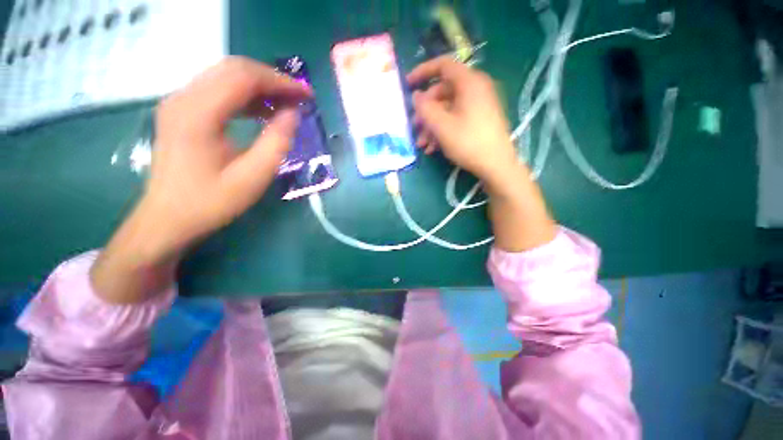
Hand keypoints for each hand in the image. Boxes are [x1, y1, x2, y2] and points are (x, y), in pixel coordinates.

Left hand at [91, 57, 310, 302]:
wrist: (168, 218)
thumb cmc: (210, 202)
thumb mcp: (252, 178)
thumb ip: (276, 143)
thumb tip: (293, 114)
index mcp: (198, 114)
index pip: (244, 78)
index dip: (280, 82)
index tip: (306, 95)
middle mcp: (183, 97)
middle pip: (233, 69)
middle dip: (272, 80)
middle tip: (299, 98)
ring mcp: (179, 101)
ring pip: (226, 76)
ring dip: (260, 86)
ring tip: (286, 104)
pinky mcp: (182, 110)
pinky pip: (218, 89)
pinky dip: (245, 95)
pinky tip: (263, 111)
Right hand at [409, 56, 555, 251]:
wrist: (496, 165)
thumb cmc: (469, 143)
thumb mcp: (442, 126)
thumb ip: (425, 108)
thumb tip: (416, 96)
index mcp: (469, 82)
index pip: (443, 66)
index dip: (422, 72)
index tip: (407, 85)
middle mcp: (475, 89)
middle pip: (443, 92)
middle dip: (426, 111)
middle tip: (415, 128)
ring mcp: (478, 105)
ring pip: (448, 109)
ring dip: (432, 125)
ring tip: (422, 144)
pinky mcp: (479, 119)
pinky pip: (456, 118)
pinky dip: (443, 130)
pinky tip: (433, 147)